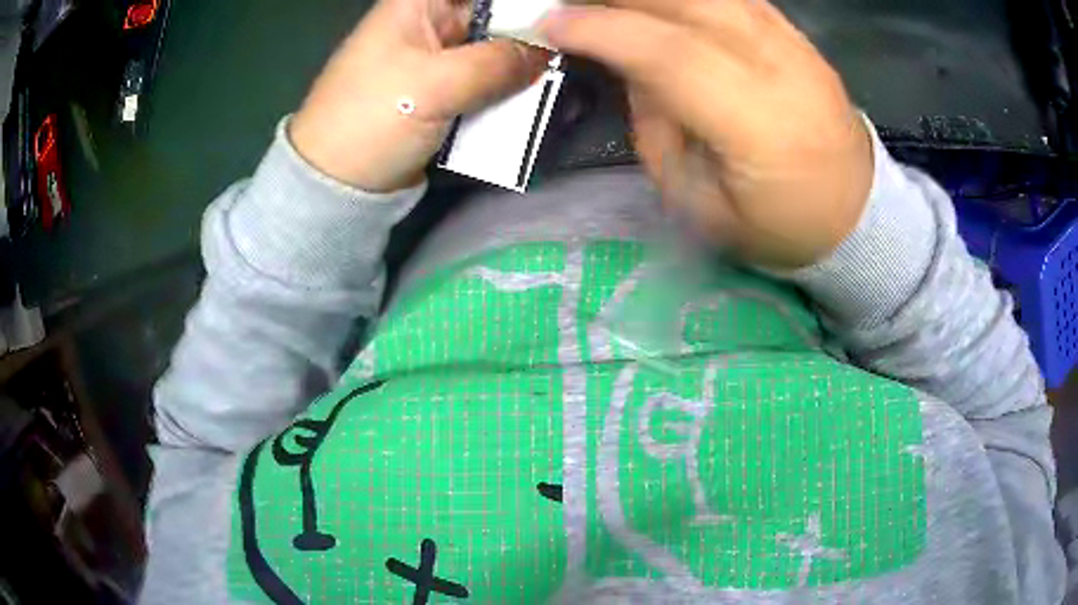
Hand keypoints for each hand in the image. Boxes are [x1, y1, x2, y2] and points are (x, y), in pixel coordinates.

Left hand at [290, 0, 547, 191]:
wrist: (335, 184)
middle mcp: (429, 23)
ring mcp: (436, 57)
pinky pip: (484, 78)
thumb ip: (496, 63)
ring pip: (493, 46)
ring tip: (560, 69)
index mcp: (418, 4)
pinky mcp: (441, 89)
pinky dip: (507, 85)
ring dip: (522, 60)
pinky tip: (535, 91)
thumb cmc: (372, 121)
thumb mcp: (433, 86)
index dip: (518, 3)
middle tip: (566, 45)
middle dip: (529, 29)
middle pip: (493, 13)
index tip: (554, 13)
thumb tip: (546, 53)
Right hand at [540, 0, 873, 267]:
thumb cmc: (777, 226)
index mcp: (759, 127)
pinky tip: (659, 4)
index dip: (604, 30)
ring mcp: (797, 46)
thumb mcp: (699, 200)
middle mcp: (783, 70)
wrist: (856, 214)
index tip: (549, 22)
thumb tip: (627, 65)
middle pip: (690, 2)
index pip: (670, 54)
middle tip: (570, 4)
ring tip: (609, 4)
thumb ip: (657, 125)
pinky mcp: (800, 37)